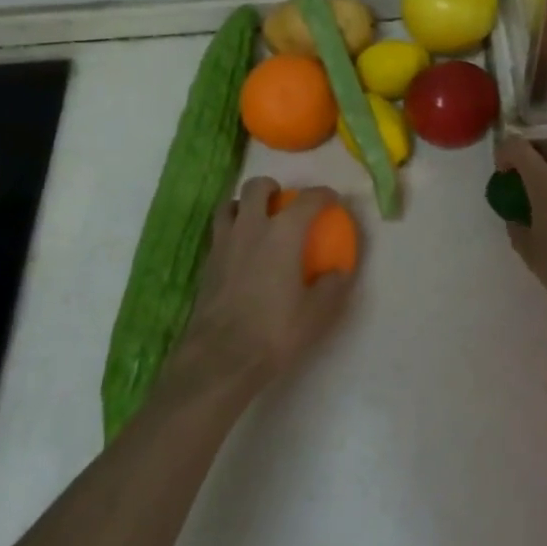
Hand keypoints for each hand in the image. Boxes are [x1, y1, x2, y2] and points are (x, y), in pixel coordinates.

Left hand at [177, 178, 356, 387]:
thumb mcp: (316, 313)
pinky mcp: (207, 263)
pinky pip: (219, 233)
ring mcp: (224, 243)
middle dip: (272, 188)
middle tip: (282, 201)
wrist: (220, 358)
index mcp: (283, 233)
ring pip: (230, 205)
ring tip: (255, 220)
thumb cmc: (274, 331)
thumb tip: (339, 271)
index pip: (308, 199)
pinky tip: (240, 252)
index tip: (332, 200)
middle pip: (257, 187)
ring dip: (244, 205)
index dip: (323, 195)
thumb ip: (332, 286)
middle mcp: (251, 227)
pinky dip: (231, 231)